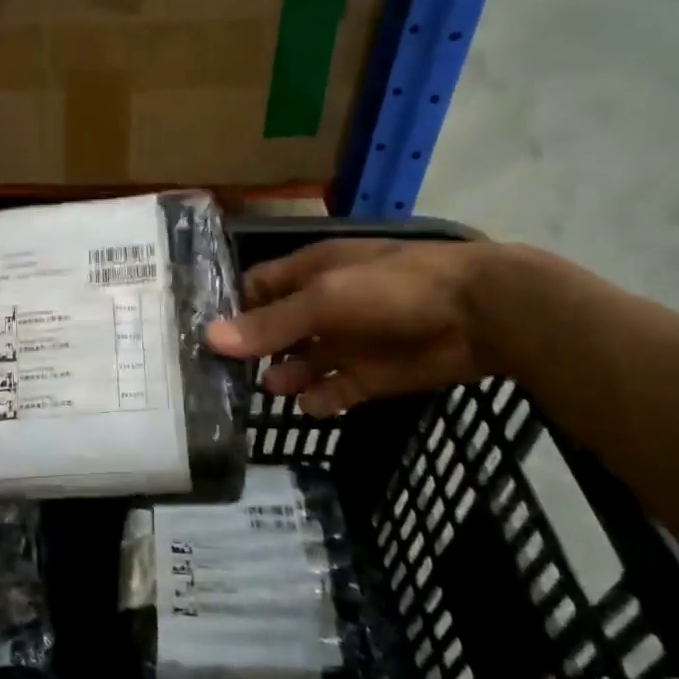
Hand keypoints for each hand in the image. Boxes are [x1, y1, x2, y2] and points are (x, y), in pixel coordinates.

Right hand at [204, 239, 493, 415]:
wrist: (478, 314)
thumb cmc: (393, 288)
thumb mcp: (325, 298)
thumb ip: (270, 323)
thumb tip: (209, 339)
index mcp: (308, 273)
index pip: (256, 289)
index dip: (229, 310)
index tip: (199, 337)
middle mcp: (321, 307)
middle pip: (273, 331)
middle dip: (249, 352)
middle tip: (216, 378)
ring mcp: (344, 343)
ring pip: (299, 365)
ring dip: (281, 378)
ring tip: (264, 392)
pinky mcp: (368, 376)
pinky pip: (332, 392)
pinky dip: (319, 401)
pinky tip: (309, 405)